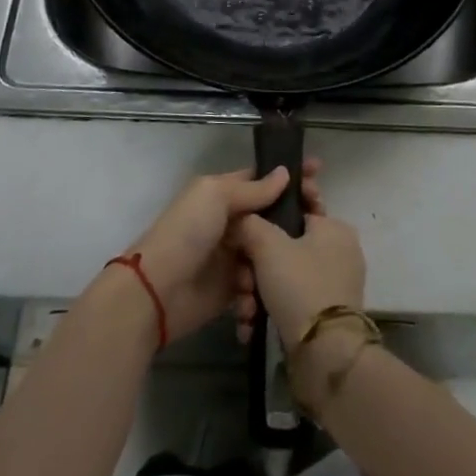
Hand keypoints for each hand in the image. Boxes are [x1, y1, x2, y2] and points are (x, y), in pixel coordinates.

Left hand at [123, 159, 322, 343]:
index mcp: (221, 194)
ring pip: (267, 256)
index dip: (288, 177)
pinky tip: (250, 302)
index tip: (319, 173)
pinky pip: (254, 290)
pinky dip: (255, 297)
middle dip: (291, 224)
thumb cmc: (186, 233)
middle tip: (316, 227)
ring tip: (270, 275)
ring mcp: (230, 258)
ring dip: (271, 266)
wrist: (156, 292)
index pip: (261, 180)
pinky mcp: (229, 292)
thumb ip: (253, 189)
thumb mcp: (216, 198)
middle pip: (269, 220)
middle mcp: (228, 223)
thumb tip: (284, 173)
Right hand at [231, 206, 365, 350]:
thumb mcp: (268, 245)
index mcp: (334, 227)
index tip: (245, 224)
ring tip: (244, 309)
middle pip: (284, 245)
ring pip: (283, 275)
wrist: (325, 355)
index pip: (297, 205)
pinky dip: (269, 308)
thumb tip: (240, 218)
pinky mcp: (324, 314)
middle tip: (240, 279)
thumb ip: (250, 223)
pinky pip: (290, 299)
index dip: (269, 210)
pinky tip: (251, 324)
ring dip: (256, 290)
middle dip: (254, 264)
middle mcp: (338, 251)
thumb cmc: (300, 285)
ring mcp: (333, 284)